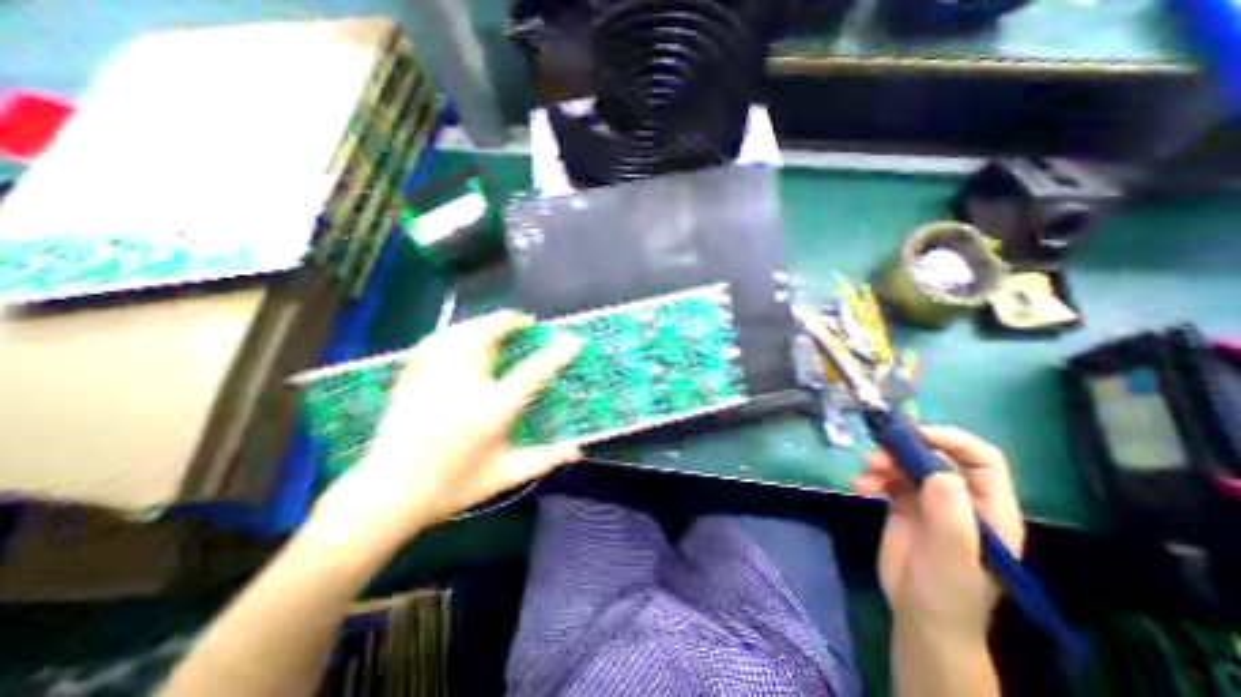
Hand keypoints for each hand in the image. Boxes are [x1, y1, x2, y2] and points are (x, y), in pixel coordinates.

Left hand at [310, 310, 582, 549]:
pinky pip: (434, 341)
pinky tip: (459, 334)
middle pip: (487, 337)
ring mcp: (433, 379)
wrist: (387, 497)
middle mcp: (463, 388)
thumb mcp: (504, 476)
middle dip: (509, 322)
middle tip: (525, 322)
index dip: (555, 354)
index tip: (573, 339)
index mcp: (491, 412)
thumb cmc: (451, 488)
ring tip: (497, 325)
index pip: (531, 373)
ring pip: (458, 333)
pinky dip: (453, 332)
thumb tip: (577, 451)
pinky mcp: (411, 379)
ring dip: (482, 323)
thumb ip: (544, 459)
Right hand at [855, 425, 1027, 636]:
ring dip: (882, 463)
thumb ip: (951, 517)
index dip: (950, 439)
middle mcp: (961, 499)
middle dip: (904, 450)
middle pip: (935, 456)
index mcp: (989, 509)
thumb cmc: (946, 593)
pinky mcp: (905, 506)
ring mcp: (931, 501)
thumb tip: (940, 472)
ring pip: (907, 464)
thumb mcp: (951, 558)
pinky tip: (858, 486)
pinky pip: (888, 479)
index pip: (981, 459)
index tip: (913, 434)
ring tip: (863, 475)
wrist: (920, 617)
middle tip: (874, 455)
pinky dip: (872, 477)